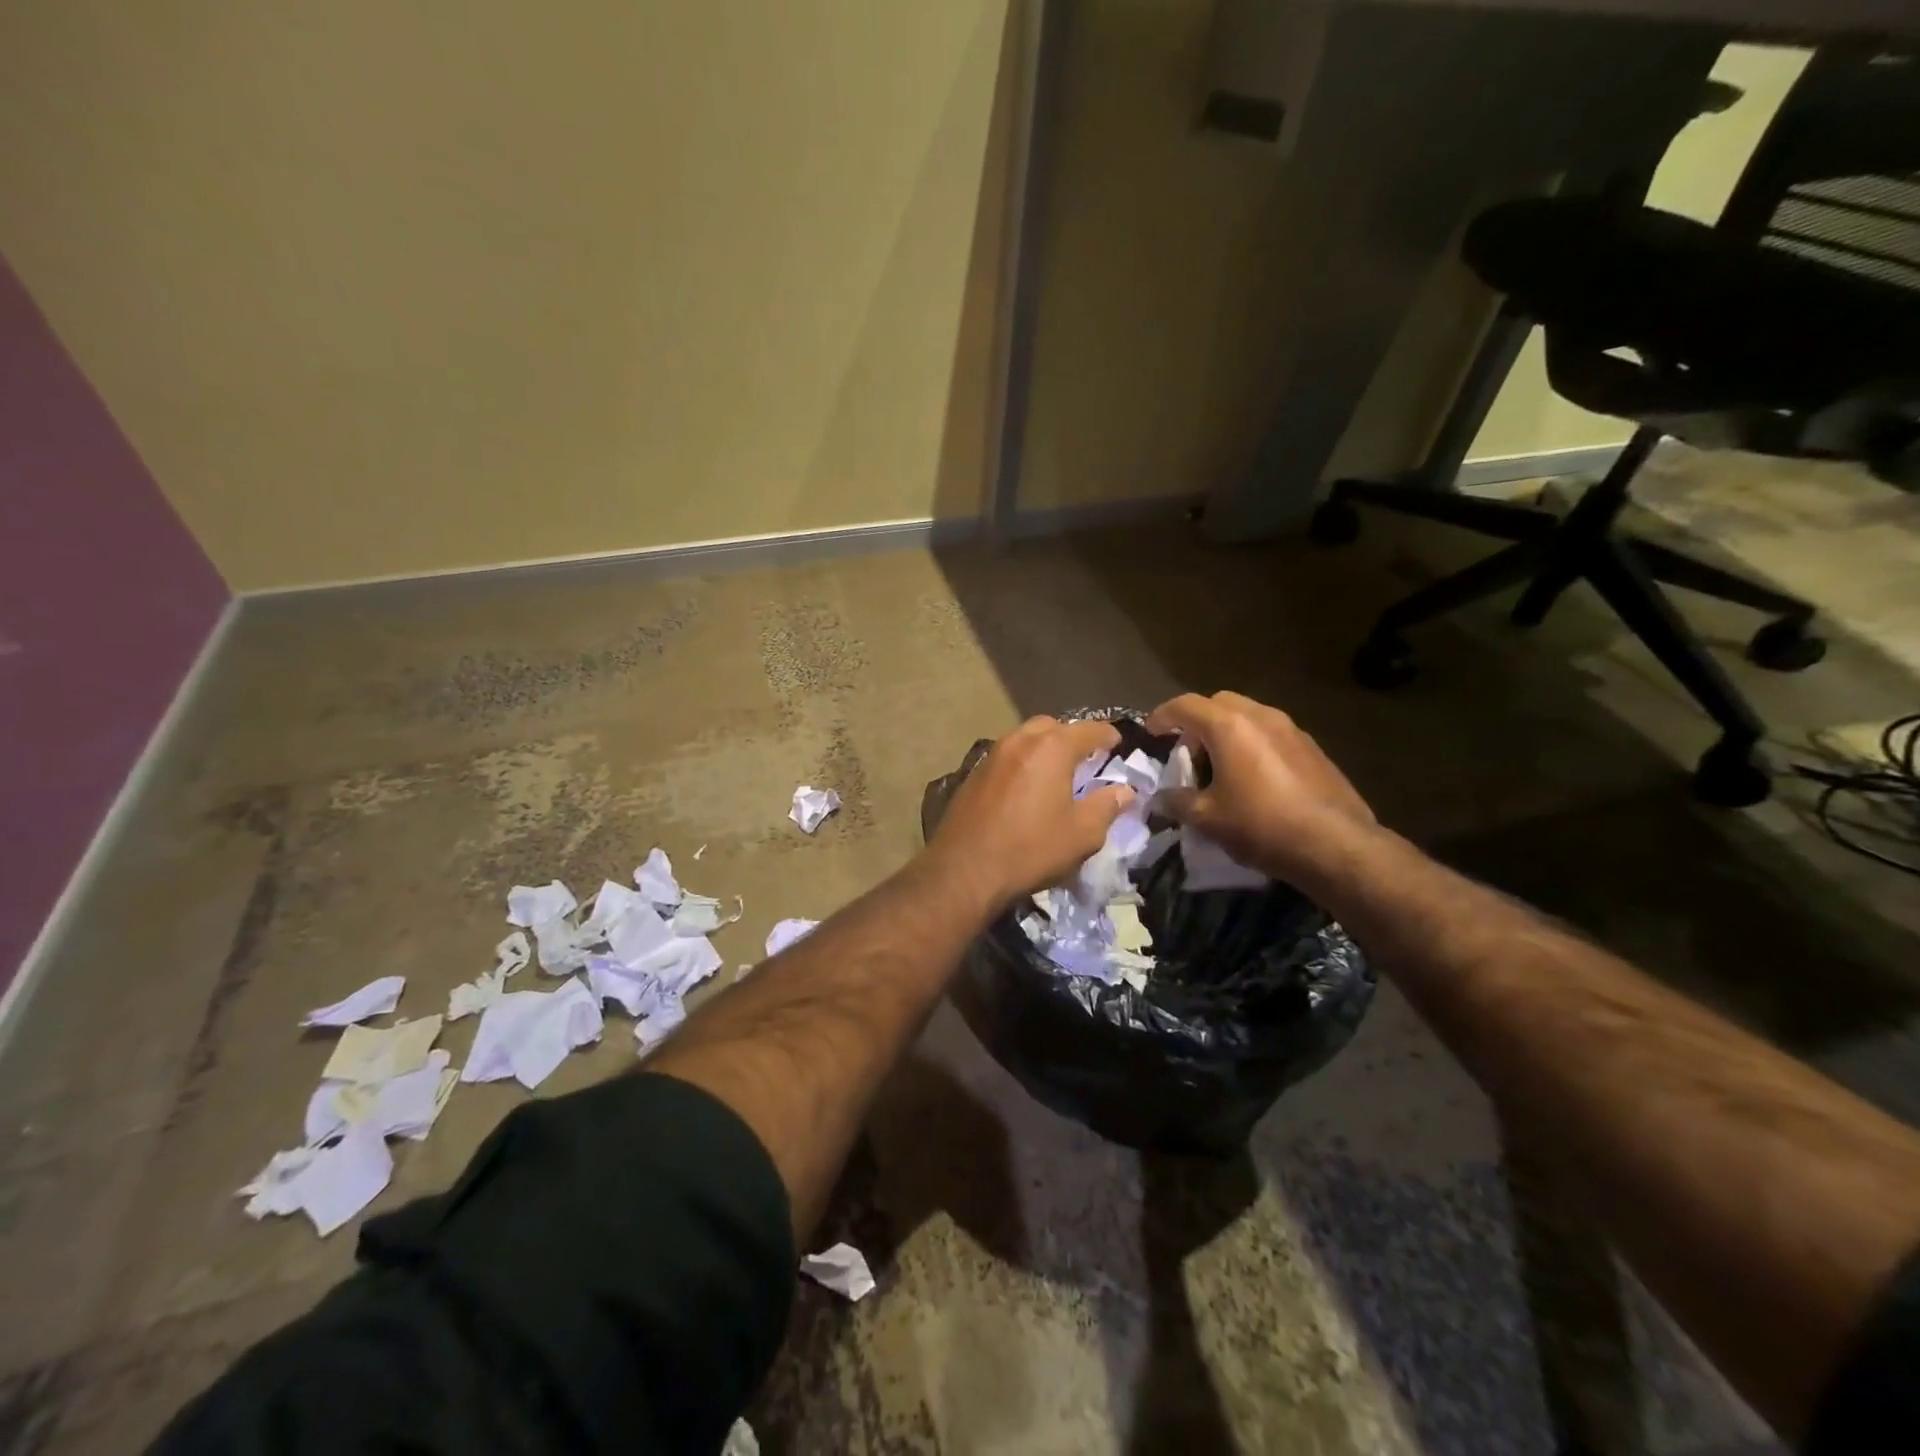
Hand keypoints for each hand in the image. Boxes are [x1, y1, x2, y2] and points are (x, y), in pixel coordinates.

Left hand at [927, 717, 1134, 907]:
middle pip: (1052, 727)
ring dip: (1044, 748)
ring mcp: (992, 756)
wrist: (963, 870)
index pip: (1088, 730)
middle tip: (1085, 759)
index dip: (1108, 735)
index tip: (1118, 744)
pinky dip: (1022, 763)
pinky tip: (1026, 788)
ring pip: (1025, 739)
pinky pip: (1006, 757)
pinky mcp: (973, 774)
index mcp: (1051, 748)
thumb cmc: (1030, 849)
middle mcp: (1019, 741)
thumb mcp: (1082, 834)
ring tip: (1056, 773)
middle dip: (1072, 737)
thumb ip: (1106, 806)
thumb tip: (1124, 791)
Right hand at [1145, 692, 1375, 882]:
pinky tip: (1252, 780)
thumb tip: (1159, 799)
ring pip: (1248, 716)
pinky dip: (1251, 744)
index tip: (1151, 733)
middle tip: (1188, 754)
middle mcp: (1260, 716)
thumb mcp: (1208, 819)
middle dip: (1197, 722)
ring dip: (1226, 733)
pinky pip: (1270, 733)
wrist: (1336, 845)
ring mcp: (1291, 729)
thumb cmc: (1261, 826)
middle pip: (1218, 703)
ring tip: (1219, 769)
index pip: (1185, 705)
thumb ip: (1177, 802)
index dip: (1162, 716)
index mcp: (1229, 726)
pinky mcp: (1312, 748)